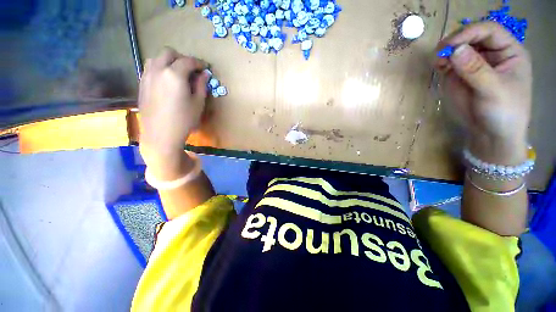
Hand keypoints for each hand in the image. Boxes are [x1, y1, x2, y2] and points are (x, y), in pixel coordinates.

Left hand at [138, 47, 208, 177]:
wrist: (161, 135)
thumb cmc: (184, 120)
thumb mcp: (198, 104)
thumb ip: (201, 86)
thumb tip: (205, 74)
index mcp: (174, 74)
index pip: (188, 61)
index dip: (199, 63)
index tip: (205, 68)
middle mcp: (158, 70)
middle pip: (169, 53)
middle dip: (182, 58)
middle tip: (191, 70)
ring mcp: (147, 76)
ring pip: (156, 58)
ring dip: (169, 61)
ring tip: (178, 74)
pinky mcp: (142, 84)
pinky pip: (150, 68)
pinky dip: (160, 68)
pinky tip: (166, 82)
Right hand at [435, 22, 531, 163]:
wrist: (491, 134)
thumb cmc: (504, 113)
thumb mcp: (494, 91)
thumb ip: (476, 70)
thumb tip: (455, 51)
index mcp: (509, 52)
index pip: (489, 31)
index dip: (470, 32)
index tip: (451, 44)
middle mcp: (491, 54)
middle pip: (472, 36)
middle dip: (455, 42)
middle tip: (440, 52)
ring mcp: (475, 64)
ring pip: (458, 48)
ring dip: (445, 52)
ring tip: (438, 63)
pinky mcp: (460, 75)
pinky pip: (449, 62)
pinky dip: (441, 62)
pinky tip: (438, 67)